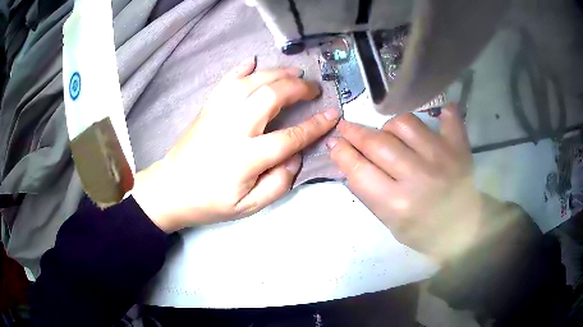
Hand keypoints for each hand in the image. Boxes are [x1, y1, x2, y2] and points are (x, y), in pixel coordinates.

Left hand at [133, 58, 339, 231]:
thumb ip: (278, 184)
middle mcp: (233, 128)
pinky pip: (226, 82)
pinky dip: (241, 68)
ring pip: (251, 82)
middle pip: (271, 96)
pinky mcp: (207, 108)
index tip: (332, 115)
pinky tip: (253, 61)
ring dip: (276, 73)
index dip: (315, 125)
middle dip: (298, 88)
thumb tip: (295, 157)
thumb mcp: (249, 206)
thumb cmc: (210, 202)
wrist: (171, 189)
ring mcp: (217, 114)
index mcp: (246, 157)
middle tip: (313, 88)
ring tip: (294, 72)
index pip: (290, 137)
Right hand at [328, 104, 481, 261]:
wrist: (464, 231)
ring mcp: (441, 157)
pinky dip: (440, 114)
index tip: (334, 143)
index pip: (359, 170)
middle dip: (355, 132)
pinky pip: (447, 118)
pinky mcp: (458, 148)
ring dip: (390, 126)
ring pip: (404, 124)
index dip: (342, 153)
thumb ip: (370, 193)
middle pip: (377, 143)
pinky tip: (436, 116)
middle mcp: (418, 176)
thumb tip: (350, 162)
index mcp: (397, 204)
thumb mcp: (390, 224)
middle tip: (346, 127)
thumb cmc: (425, 233)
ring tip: (390, 133)